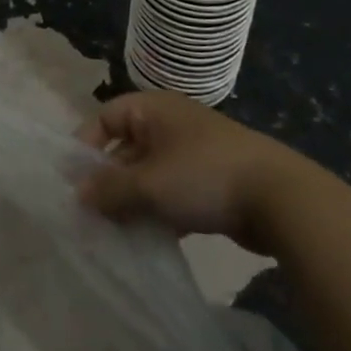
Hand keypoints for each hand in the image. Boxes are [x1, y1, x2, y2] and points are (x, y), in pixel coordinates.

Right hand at [76, 92, 298, 252]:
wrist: (278, 197)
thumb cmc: (203, 175)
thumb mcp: (149, 184)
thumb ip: (109, 189)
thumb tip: (77, 195)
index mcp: (153, 109)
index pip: (106, 117)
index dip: (86, 146)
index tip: (72, 182)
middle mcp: (170, 124)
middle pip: (125, 148)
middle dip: (108, 181)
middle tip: (90, 217)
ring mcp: (192, 152)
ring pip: (148, 174)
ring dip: (132, 201)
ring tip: (113, 234)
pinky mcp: (209, 181)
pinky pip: (171, 193)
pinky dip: (158, 212)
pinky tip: (147, 241)